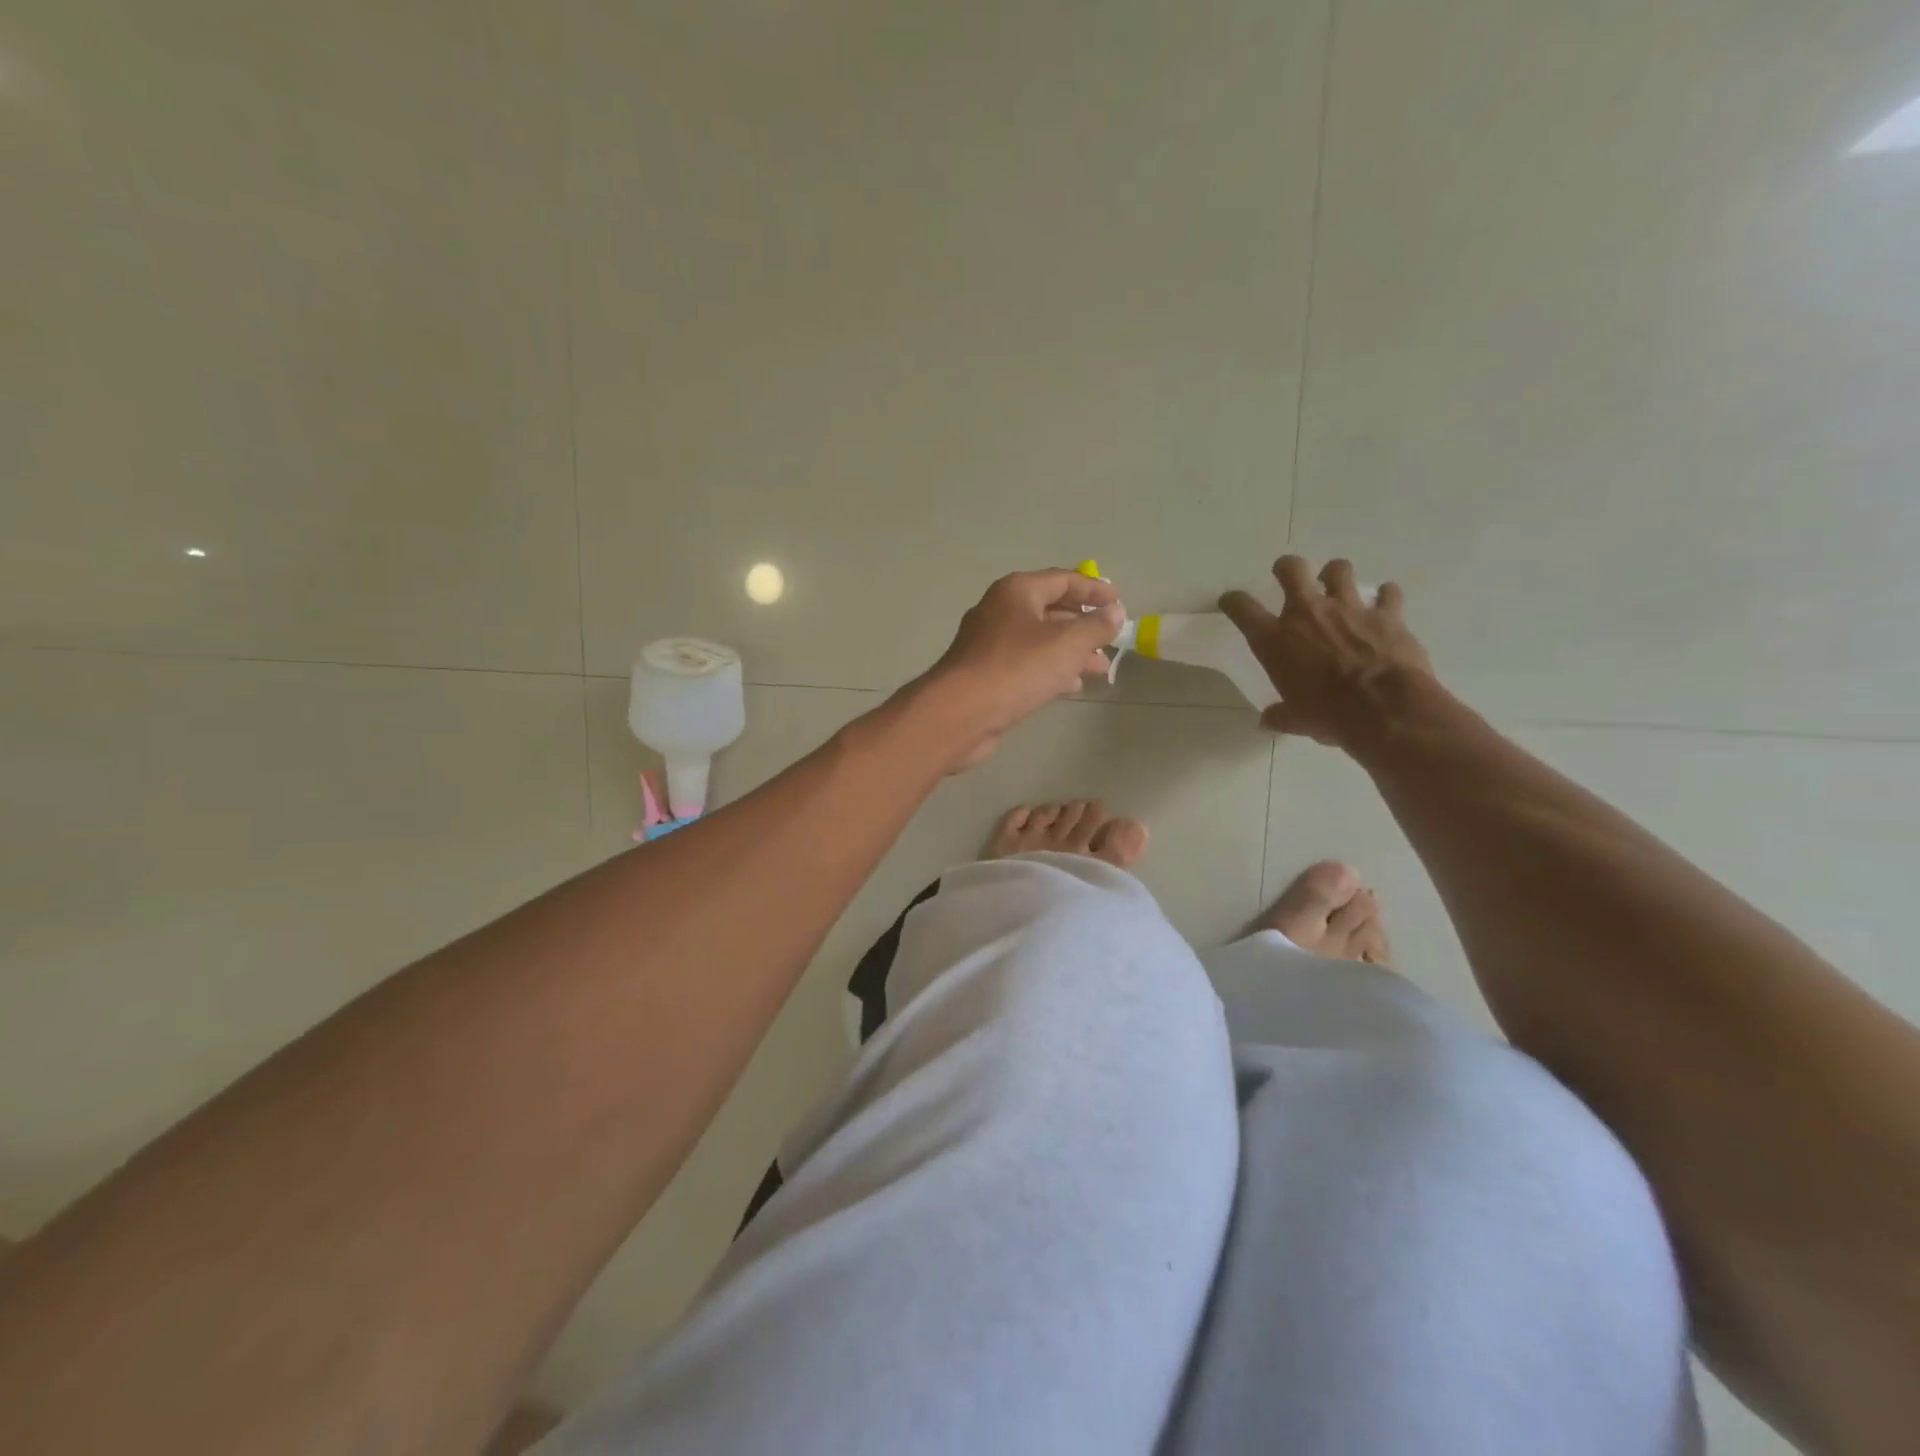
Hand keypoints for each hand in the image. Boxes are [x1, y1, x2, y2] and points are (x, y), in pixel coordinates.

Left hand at [917, 569, 1123, 769]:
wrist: (961, 713)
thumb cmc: (1017, 668)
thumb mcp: (1067, 644)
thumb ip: (1096, 626)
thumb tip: (1114, 612)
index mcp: (1016, 592)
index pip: (1062, 580)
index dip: (1093, 589)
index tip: (1119, 602)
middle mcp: (999, 611)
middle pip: (1049, 610)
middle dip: (1083, 624)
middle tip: (1112, 639)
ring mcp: (989, 644)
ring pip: (1039, 641)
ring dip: (1071, 651)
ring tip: (1102, 667)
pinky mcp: (986, 675)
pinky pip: (1026, 665)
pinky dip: (1051, 670)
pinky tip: (1073, 686)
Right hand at [1220, 556, 1437, 748]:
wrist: (1384, 709)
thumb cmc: (1329, 715)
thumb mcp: (1296, 720)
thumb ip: (1280, 715)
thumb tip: (1268, 721)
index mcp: (1275, 640)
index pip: (1242, 608)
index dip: (1233, 601)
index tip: (1231, 601)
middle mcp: (1307, 614)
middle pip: (1291, 570)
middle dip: (1287, 568)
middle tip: (1288, 575)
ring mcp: (1348, 608)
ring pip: (1339, 569)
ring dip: (1335, 574)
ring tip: (1337, 585)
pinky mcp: (1386, 614)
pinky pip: (1387, 594)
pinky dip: (1385, 596)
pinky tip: (1385, 603)